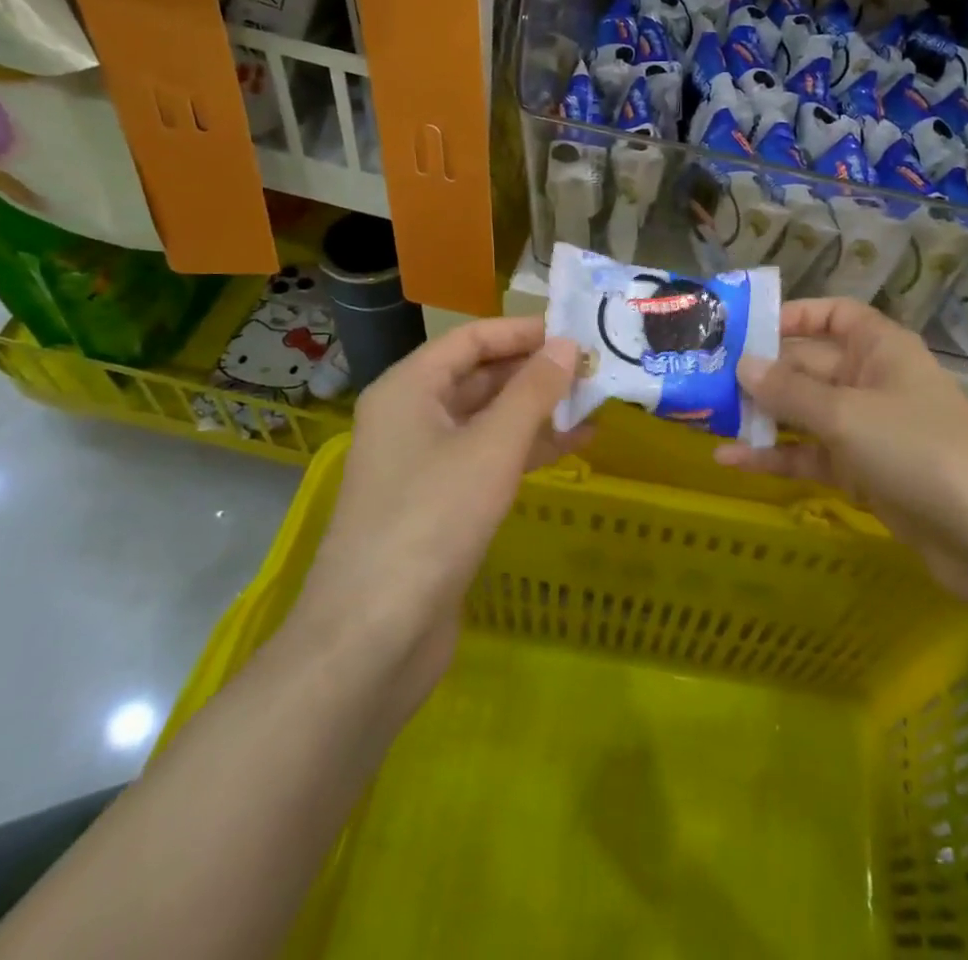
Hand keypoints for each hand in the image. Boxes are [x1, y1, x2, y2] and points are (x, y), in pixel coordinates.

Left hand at [283, 317, 581, 705]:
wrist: (374, 637)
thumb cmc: (432, 520)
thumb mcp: (492, 447)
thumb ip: (533, 391)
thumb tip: (568, 345)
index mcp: (409, 389)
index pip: (470, 339)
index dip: (522, 331)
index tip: (574, 330)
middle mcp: (411, 417)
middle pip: (478, 376)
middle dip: (534, 370)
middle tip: (593, 367)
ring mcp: (422, 463)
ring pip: (487, 419)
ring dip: (537, 410)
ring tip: (593, 402)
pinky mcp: (438, 503)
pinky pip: (487, 458)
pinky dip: (527, 449)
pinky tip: (573, 447)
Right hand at [717, 299, 967, 619]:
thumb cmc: (920, 452)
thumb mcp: (847, 415)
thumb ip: (790, 391)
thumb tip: (742, 364)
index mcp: (880, 348)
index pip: (831, 316)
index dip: (790, 316)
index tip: (742, 327)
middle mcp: (871, 381)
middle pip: (807, 365)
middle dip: (760, 372)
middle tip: (703, 376)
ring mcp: (866, 429)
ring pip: (804, 413)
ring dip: (761, 415)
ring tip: (704, 415)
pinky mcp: (862, 473)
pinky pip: (810, 454)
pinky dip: (776, 456)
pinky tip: (730, 459)